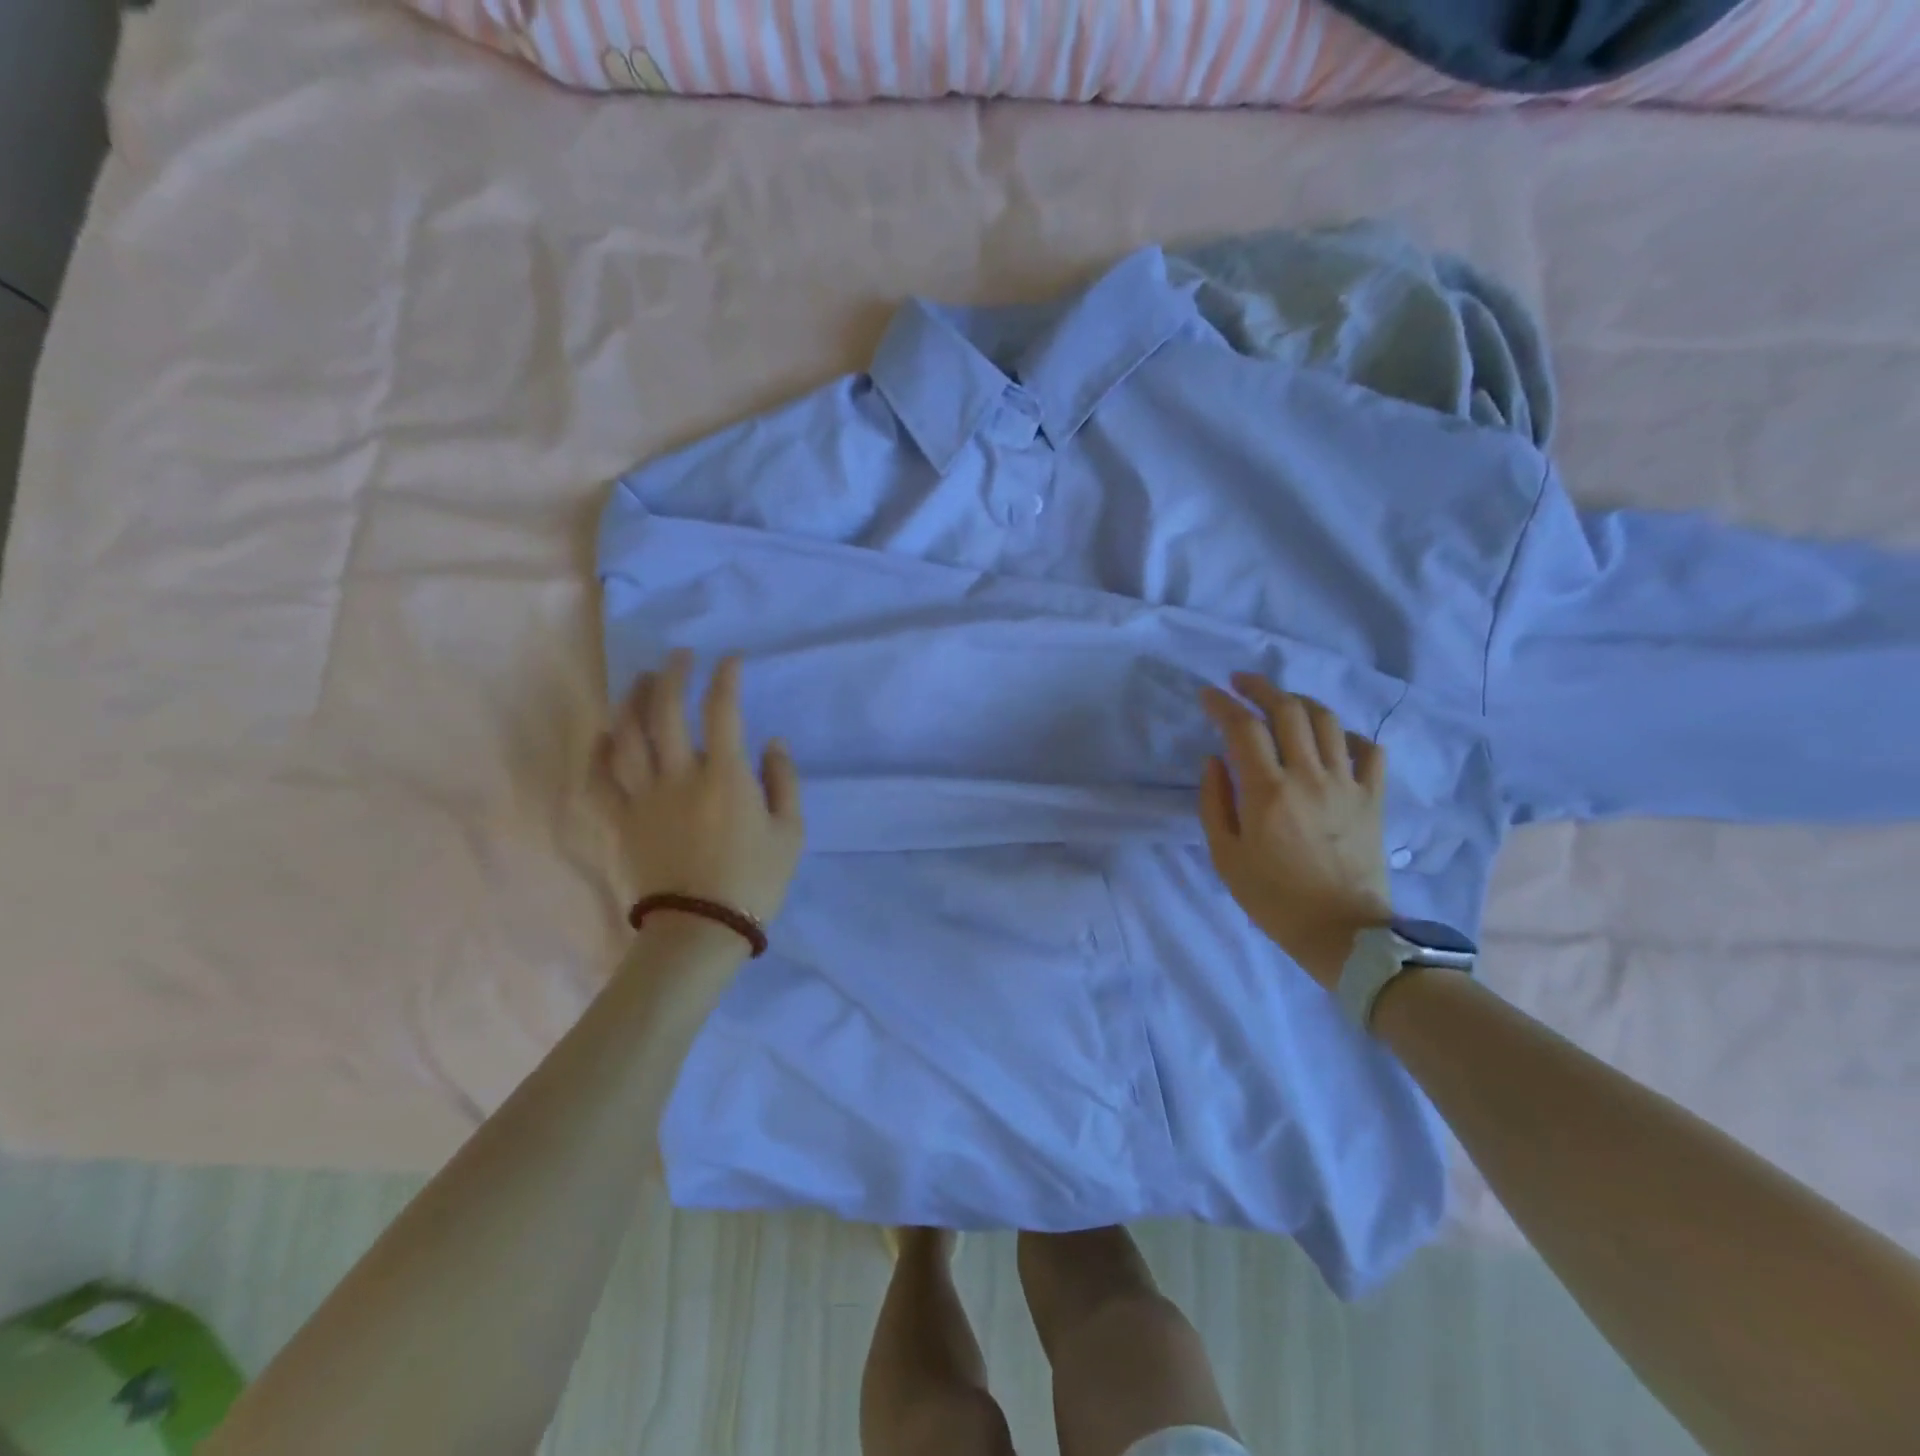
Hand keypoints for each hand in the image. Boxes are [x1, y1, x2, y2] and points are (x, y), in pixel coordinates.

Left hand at [591, 650, 804, 926]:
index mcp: (725, 776)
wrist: (700, 930)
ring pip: (628, 737)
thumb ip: (784, 781)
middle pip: (666, 711)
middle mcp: (679, 776)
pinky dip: (599, 753)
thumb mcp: (791, 833)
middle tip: (679, 656)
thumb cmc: (754, 881)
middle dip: (673, 675)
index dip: (726, 678)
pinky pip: (600, 780)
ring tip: (640, 682)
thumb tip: (772, 743)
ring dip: (633, 701)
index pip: (722, 710)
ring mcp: (644, 797)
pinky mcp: (621, 821)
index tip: (730, 660)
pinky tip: (604, 735)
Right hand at [1198, 673, 1392, 988]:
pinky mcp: (1373, 798)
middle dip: (1260, 688)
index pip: (1243, 728)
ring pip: (1327, 721)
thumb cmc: (1273, 897)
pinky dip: (1348, 735)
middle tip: (1241, 683)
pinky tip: (1333, 738)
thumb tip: (1214, 760)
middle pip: (1288, 711)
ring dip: (1300, 702)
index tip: (1208, 695)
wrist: (1341, 932)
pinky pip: (1369, 750)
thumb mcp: (1225, 855)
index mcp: (1267, 791)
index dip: (1222, 704)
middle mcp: (1308, 776)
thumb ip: (1214, 801)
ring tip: (1282, 703)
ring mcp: (1347, 784)